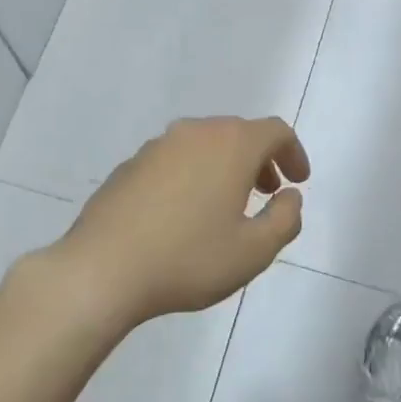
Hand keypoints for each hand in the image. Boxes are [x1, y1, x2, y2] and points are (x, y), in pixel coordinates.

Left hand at [51, 117, 309, 329]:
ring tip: (228, 206)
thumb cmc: (189, 259)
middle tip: (267, 194)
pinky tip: (185, 215)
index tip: (298, 182)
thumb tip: (290, 197)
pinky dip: (194, 176)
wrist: (102, 270)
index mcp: (230, 145)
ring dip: (225, 167)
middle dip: (260, 160)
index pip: (275, 131)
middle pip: (238, 133)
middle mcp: (194, 133)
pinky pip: (175, 161)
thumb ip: (285, 219)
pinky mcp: (128, 167)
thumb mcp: (254, 251)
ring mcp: (156, 147)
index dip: (294, 153)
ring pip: (204, 145)